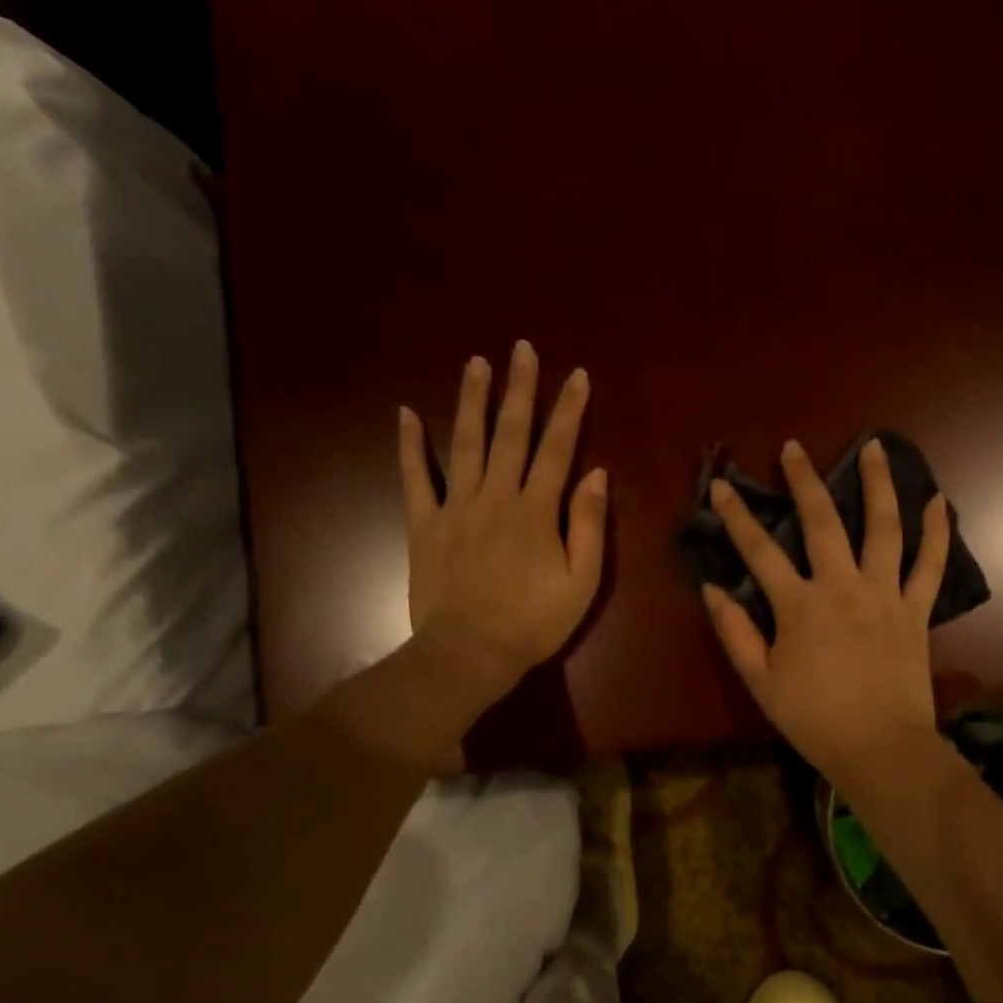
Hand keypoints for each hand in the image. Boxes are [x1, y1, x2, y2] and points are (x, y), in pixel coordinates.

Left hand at [398, 341, 607, 704]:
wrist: (470, 653)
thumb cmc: (534, 622)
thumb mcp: (582, 582)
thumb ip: (589, 526)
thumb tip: (597, 475)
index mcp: (536, 511)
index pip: (557, 449)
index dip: (569, 410)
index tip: (576, 374)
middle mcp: (496, 497)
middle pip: (510, 434)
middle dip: (519, 389)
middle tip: (521, 349)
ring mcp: (455, 508)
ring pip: (465, 443)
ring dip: (471, 401)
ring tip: (476, 363)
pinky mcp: (425, 525)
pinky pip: (415, 478)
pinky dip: (410, 446)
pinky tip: (405, 413)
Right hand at [702, 437, 950, 790]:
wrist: (880, 748)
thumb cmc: (813, 719)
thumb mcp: (761, 681)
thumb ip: (735, 632)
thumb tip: (711, 588)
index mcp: (799, 606)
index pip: (759, 551)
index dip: (737, 516)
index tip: (723, 486)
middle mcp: (842, 587)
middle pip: (821, 522)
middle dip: (803, 480)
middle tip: (794, 448)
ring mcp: (885, 594)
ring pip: (883, 527)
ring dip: (878, 484)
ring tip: (874, 447)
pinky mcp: (916, 610)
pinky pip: (930, 565)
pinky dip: (936, 532)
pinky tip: (939, 501)